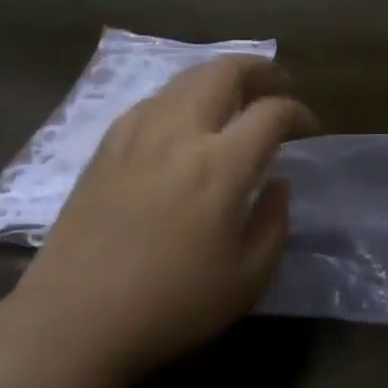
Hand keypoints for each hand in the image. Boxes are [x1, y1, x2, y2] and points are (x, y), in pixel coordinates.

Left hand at [8, 55, 318, 385]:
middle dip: (259, 70)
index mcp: (220, 166)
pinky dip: (178, 98)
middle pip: (223, 72)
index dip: (298, 113)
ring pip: (183, 79)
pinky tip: (180, 119)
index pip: (271, 114)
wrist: (77, 317)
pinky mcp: (106, 147)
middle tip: (278, 86)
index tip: (309, 127)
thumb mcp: (246, 280)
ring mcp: (137, 135)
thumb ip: (273, 224)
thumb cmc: (171, 306)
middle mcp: (179, 134)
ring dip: (218, 77)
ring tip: (234, 96)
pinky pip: (150, 102)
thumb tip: (278, 184)